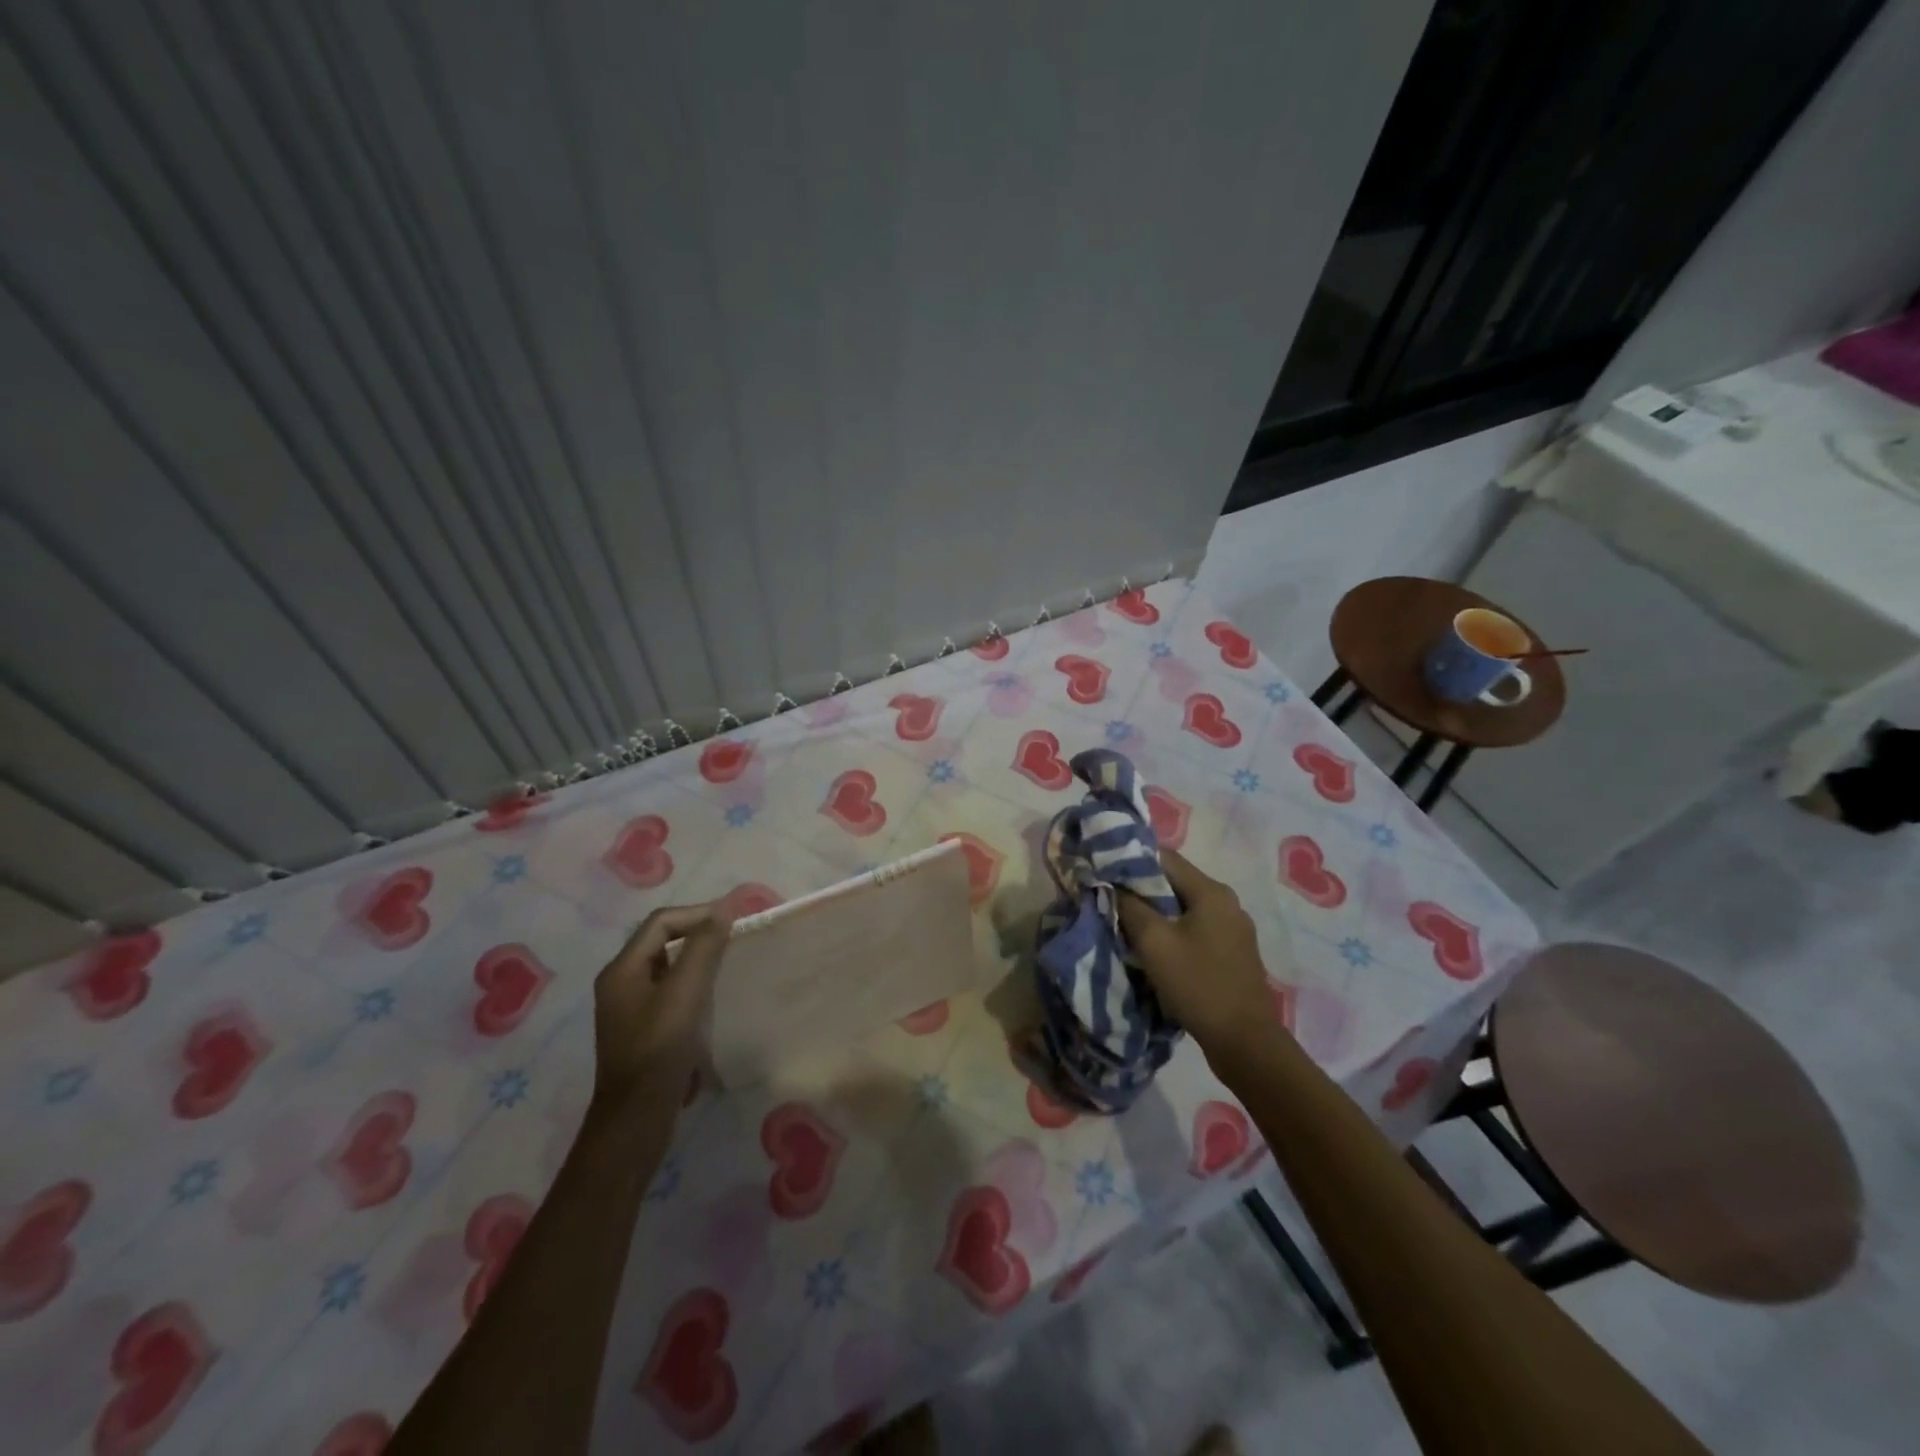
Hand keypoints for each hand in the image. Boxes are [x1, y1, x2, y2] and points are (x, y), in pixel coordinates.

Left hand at [590, 901, 732, 1113]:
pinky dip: (695, 986)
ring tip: (731, 964)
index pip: (662, 922)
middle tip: (736, 939)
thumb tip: (724, 908)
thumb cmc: (658, 1050)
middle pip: (663, 942)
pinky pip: (671, 993)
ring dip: (700, 960)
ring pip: (669, 968)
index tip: (735, 921)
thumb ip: (703, 948)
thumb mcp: (684, 993)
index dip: (699, 914)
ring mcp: (631, 1009)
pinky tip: (716, 998)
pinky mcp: (644, 1031)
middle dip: (700, 934)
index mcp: (622, 969)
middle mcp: (621, 983)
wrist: (636, 1120)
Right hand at [1118, 849, 1278, 1057]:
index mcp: (1211, 891)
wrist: (1245, 1042)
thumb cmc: (1197, 985)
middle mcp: (1227, 902)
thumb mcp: (1154, 943)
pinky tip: (1154, 948)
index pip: (1164, 858)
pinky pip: (1195, 928)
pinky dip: (1172, 931)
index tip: (1103, 872)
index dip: (1130, 860)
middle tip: (1109, 898)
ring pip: (1184, 907)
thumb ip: (1130, 906)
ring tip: (1126, 923)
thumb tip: (1113, 885)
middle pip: (1175, 882)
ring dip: (1155, 912)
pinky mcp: (1233, 953)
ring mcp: (1233, 929)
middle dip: (1141, 888)